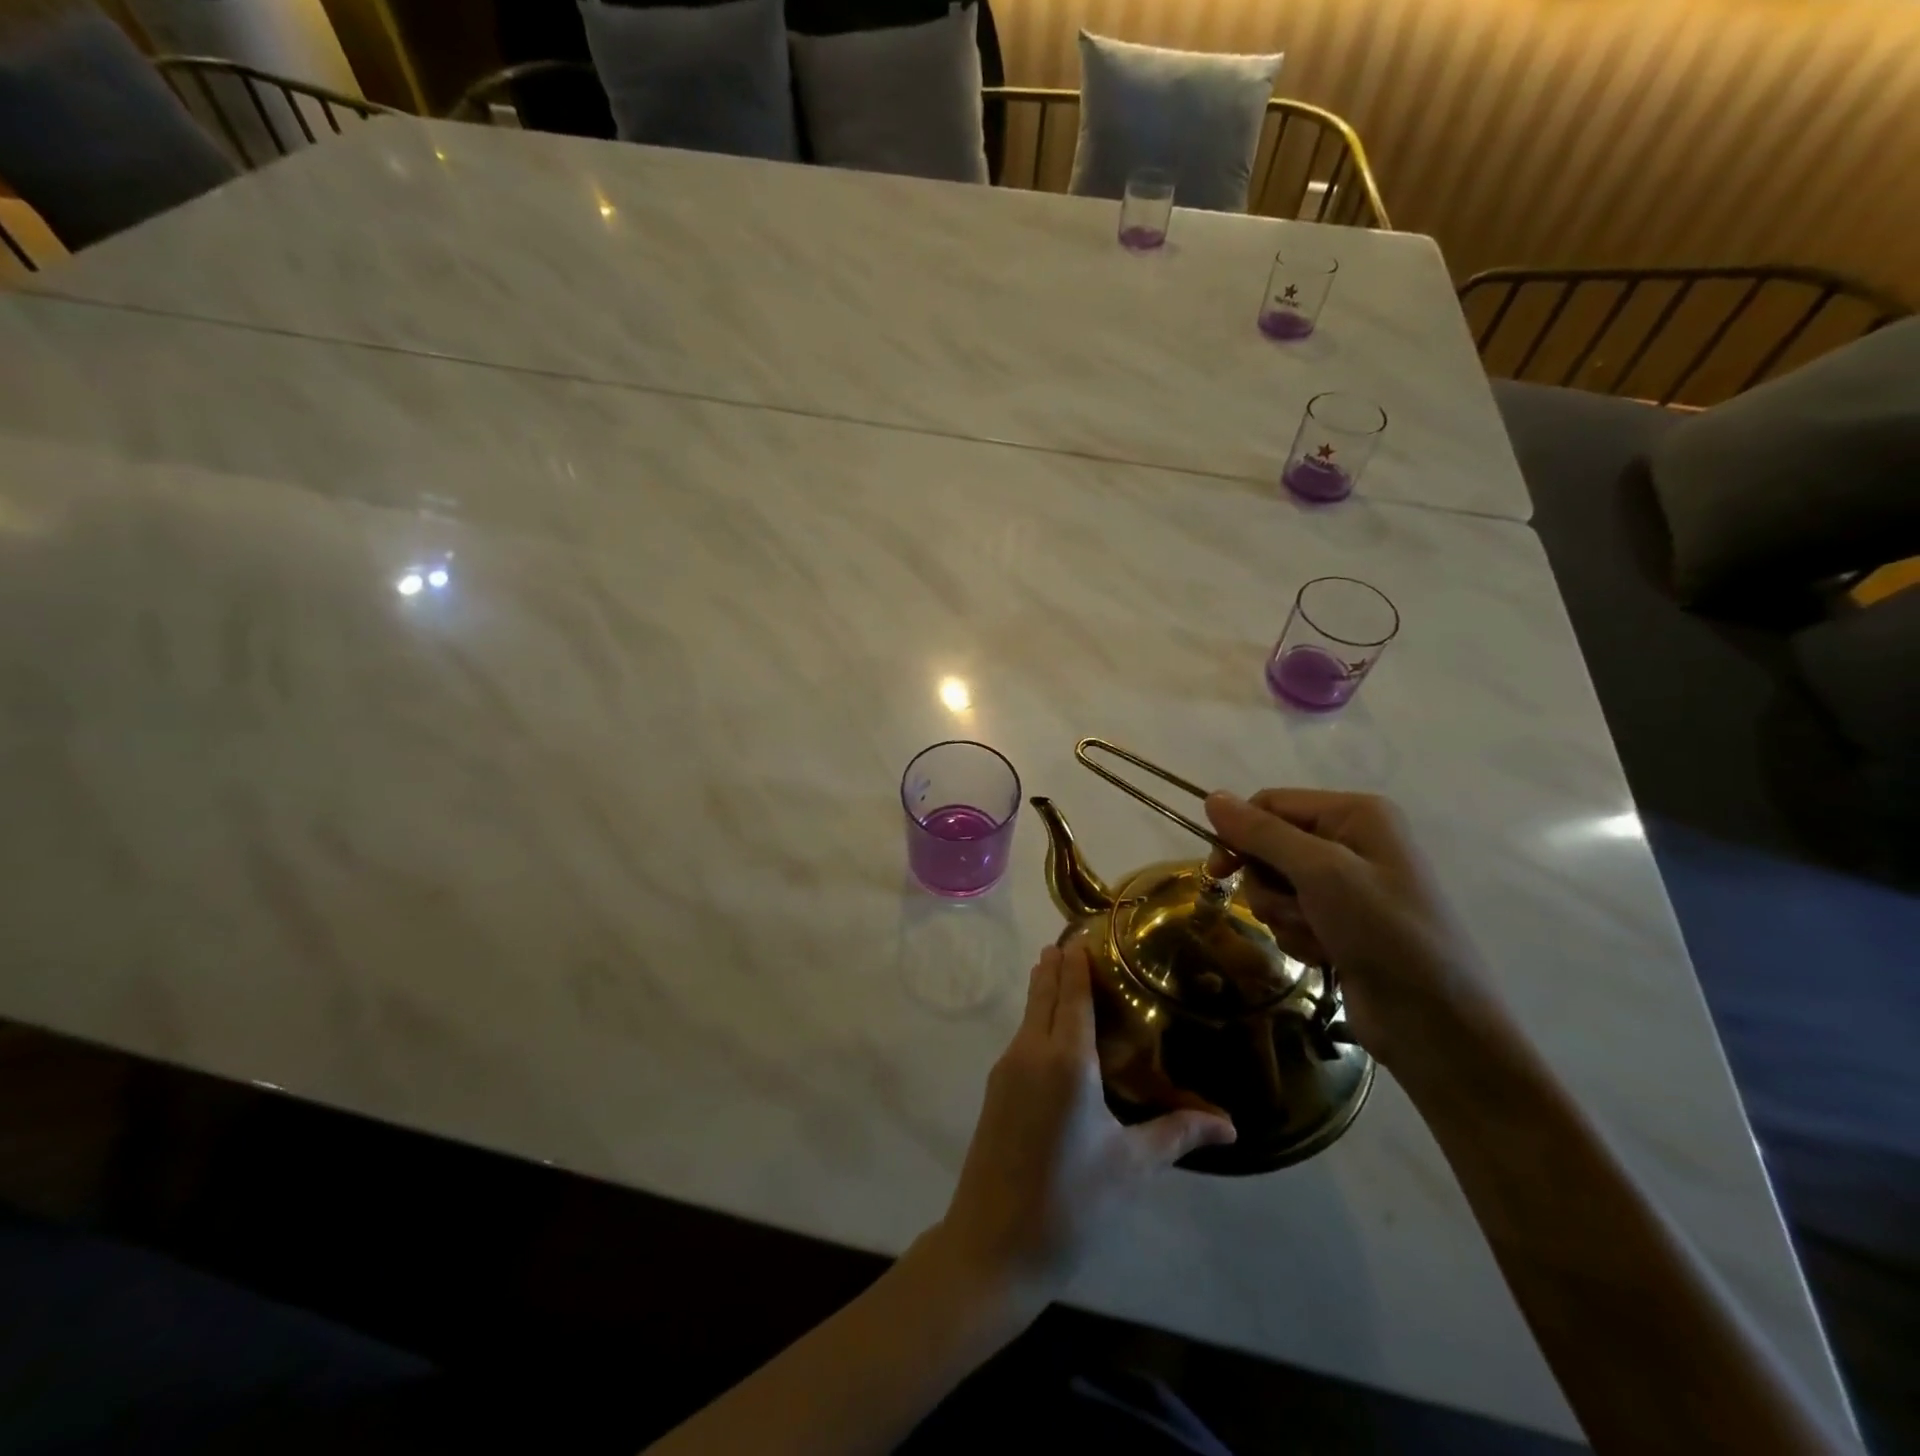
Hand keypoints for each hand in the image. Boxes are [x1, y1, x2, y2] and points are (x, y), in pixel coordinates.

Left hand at [932, 941, 1235, 1302]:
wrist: (994, 1244)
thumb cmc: (1072, 1202)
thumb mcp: (1132, 1166)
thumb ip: (1177, 1134)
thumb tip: (1230, 1125)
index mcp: (1066, 1060)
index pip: (1073, 994)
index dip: (1078, 963)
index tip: (1085, 934)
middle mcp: (1031, 1051)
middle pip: (1044, 993)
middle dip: (1058, 966)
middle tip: (1075, 941)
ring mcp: (1007, 1068)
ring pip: (1029, 1013)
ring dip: (1045, 989)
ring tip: (1062, 971)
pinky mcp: (996, 1089)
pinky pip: (1022, 1036)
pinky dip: (1037, 1017)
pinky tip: (1052, 1028)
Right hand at [1203, 789, 1493, 1073]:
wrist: (1435, 1022)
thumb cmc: (1384, 931)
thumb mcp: (1320, 872)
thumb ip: (1262, 833)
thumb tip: (1212, 797)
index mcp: (1355, 814)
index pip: (1270, 804)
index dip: (1239, 833)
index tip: (1218, 870)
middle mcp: (1350, 841)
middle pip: (1268, 847)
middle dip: (1270, 884)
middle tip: (1295, 909)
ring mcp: (1346, 885)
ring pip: (1274, 886)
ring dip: (1285, 915)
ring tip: (1320, 937)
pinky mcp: (1339, 922)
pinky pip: (1290, 916)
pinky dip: (1298, 936)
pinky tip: (1327, 955)